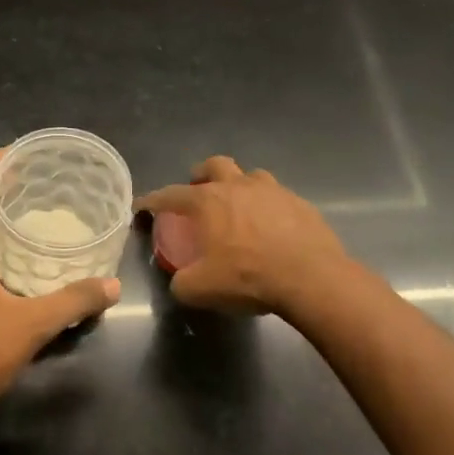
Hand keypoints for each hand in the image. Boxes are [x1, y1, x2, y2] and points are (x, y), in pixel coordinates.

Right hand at [136, 156, 346, 315]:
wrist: (310, 278)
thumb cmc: (248, 277)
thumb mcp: (201, 289)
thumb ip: (182, 283)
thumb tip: (180, 281)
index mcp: (208, 201)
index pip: (171, 195)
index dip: (153, 200)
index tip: (143, 206)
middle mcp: (238, 186)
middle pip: (215, 165)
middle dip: (201, 174)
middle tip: (198, 191)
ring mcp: (273, 191)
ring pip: (251, 175)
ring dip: (240, 186)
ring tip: (239, 207)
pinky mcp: (300, 203)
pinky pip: (278, 197)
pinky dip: (268, 207)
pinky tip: (272, 227)